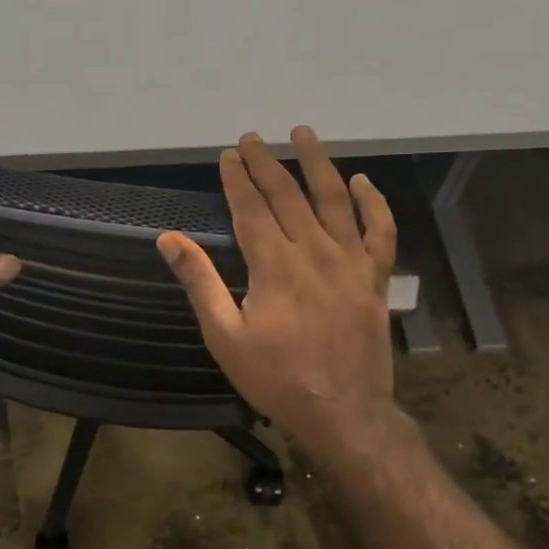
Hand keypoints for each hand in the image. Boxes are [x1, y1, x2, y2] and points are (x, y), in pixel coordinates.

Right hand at [158, 128, 398, 457]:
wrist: (342, 413)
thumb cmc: (275, 378)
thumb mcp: (224, 336)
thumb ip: (199, 282)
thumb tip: (168, 239)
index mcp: (274, 266)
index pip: (252, 208)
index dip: (238, 179)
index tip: (228, 155)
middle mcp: (314, 253)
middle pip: (288, 196)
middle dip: (267, 163)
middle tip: (253, 138)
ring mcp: (350, 263)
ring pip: (335, 200)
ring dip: (318, 164)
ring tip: (303, 134)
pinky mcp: (375, 279)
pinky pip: (380, 232)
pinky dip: (373, 204)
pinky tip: (362, 182)